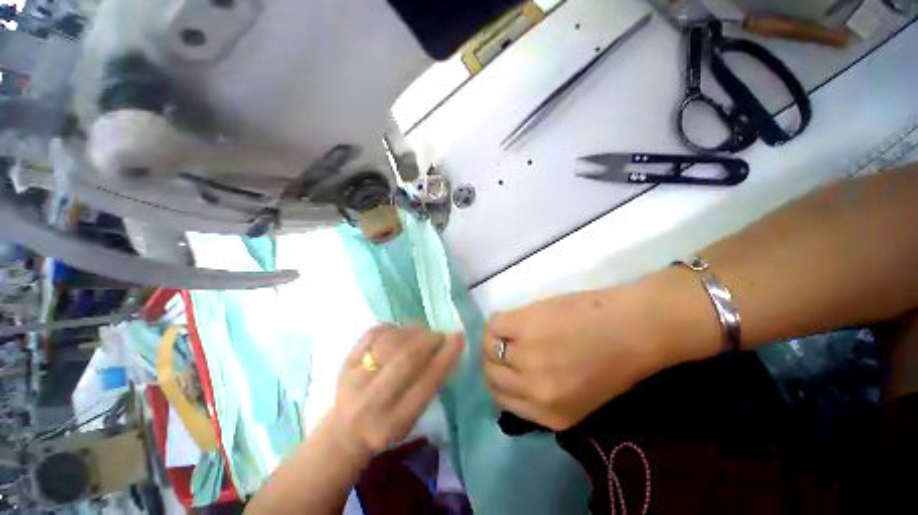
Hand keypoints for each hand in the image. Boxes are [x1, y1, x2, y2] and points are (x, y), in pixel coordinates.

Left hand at [329, 326, 463, 458]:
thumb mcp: (412, 418)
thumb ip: (429, 386)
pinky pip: (377, 332)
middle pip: (405, 359)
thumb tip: (446, 347)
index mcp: (392, 422)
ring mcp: (354, 377)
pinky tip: (402, 334)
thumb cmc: (387, 425)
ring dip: (413, 332)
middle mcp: (370, 401)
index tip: (458, 338)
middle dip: (428, 340)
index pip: (425, 384)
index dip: (445, 358)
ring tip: (421, 334)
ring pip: (391, 340)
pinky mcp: (346, 359)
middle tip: (439, 335)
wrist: (344, 430)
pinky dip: (395, 328)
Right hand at [483, 281, 693, 430]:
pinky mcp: (524, 326)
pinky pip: (493, 325)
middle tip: (503, 344)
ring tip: (510, 328)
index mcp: (551, 415)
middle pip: (491, 375)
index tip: (501, 365)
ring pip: (488, 348)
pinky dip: (498, 321)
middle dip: (492, 359)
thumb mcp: (579, 396)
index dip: (498, 379)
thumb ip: (543, 395)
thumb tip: (511, 377)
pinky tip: (513, 318)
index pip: (502, 399)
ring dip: (494, 338)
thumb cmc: (612, 360)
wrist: (633, 327)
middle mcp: (534, 390)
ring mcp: (527, 357)